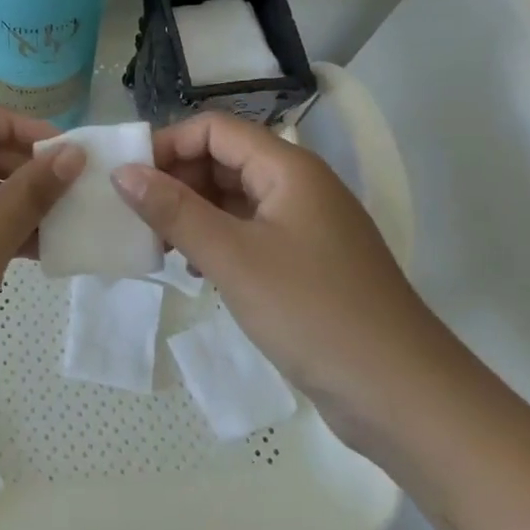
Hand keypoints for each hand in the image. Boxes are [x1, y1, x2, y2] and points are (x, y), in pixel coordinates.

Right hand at [112, 112, 450, 420]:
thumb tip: (122, 171)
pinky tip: (196, 269)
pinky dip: (217, 240)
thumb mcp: (234, 258)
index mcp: (288, 168)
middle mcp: (298, 186)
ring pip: (235, 198)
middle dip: (177, 180)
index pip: (215, 129)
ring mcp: (305, 226)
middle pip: (224, 159)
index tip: (129, 179)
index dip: (169, 144)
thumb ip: (174, 211)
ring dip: (193, 212)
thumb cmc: (315, 314)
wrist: (407, 399)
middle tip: (138, 218)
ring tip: (159, 245)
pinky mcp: (307, 263)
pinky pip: (250, 232)